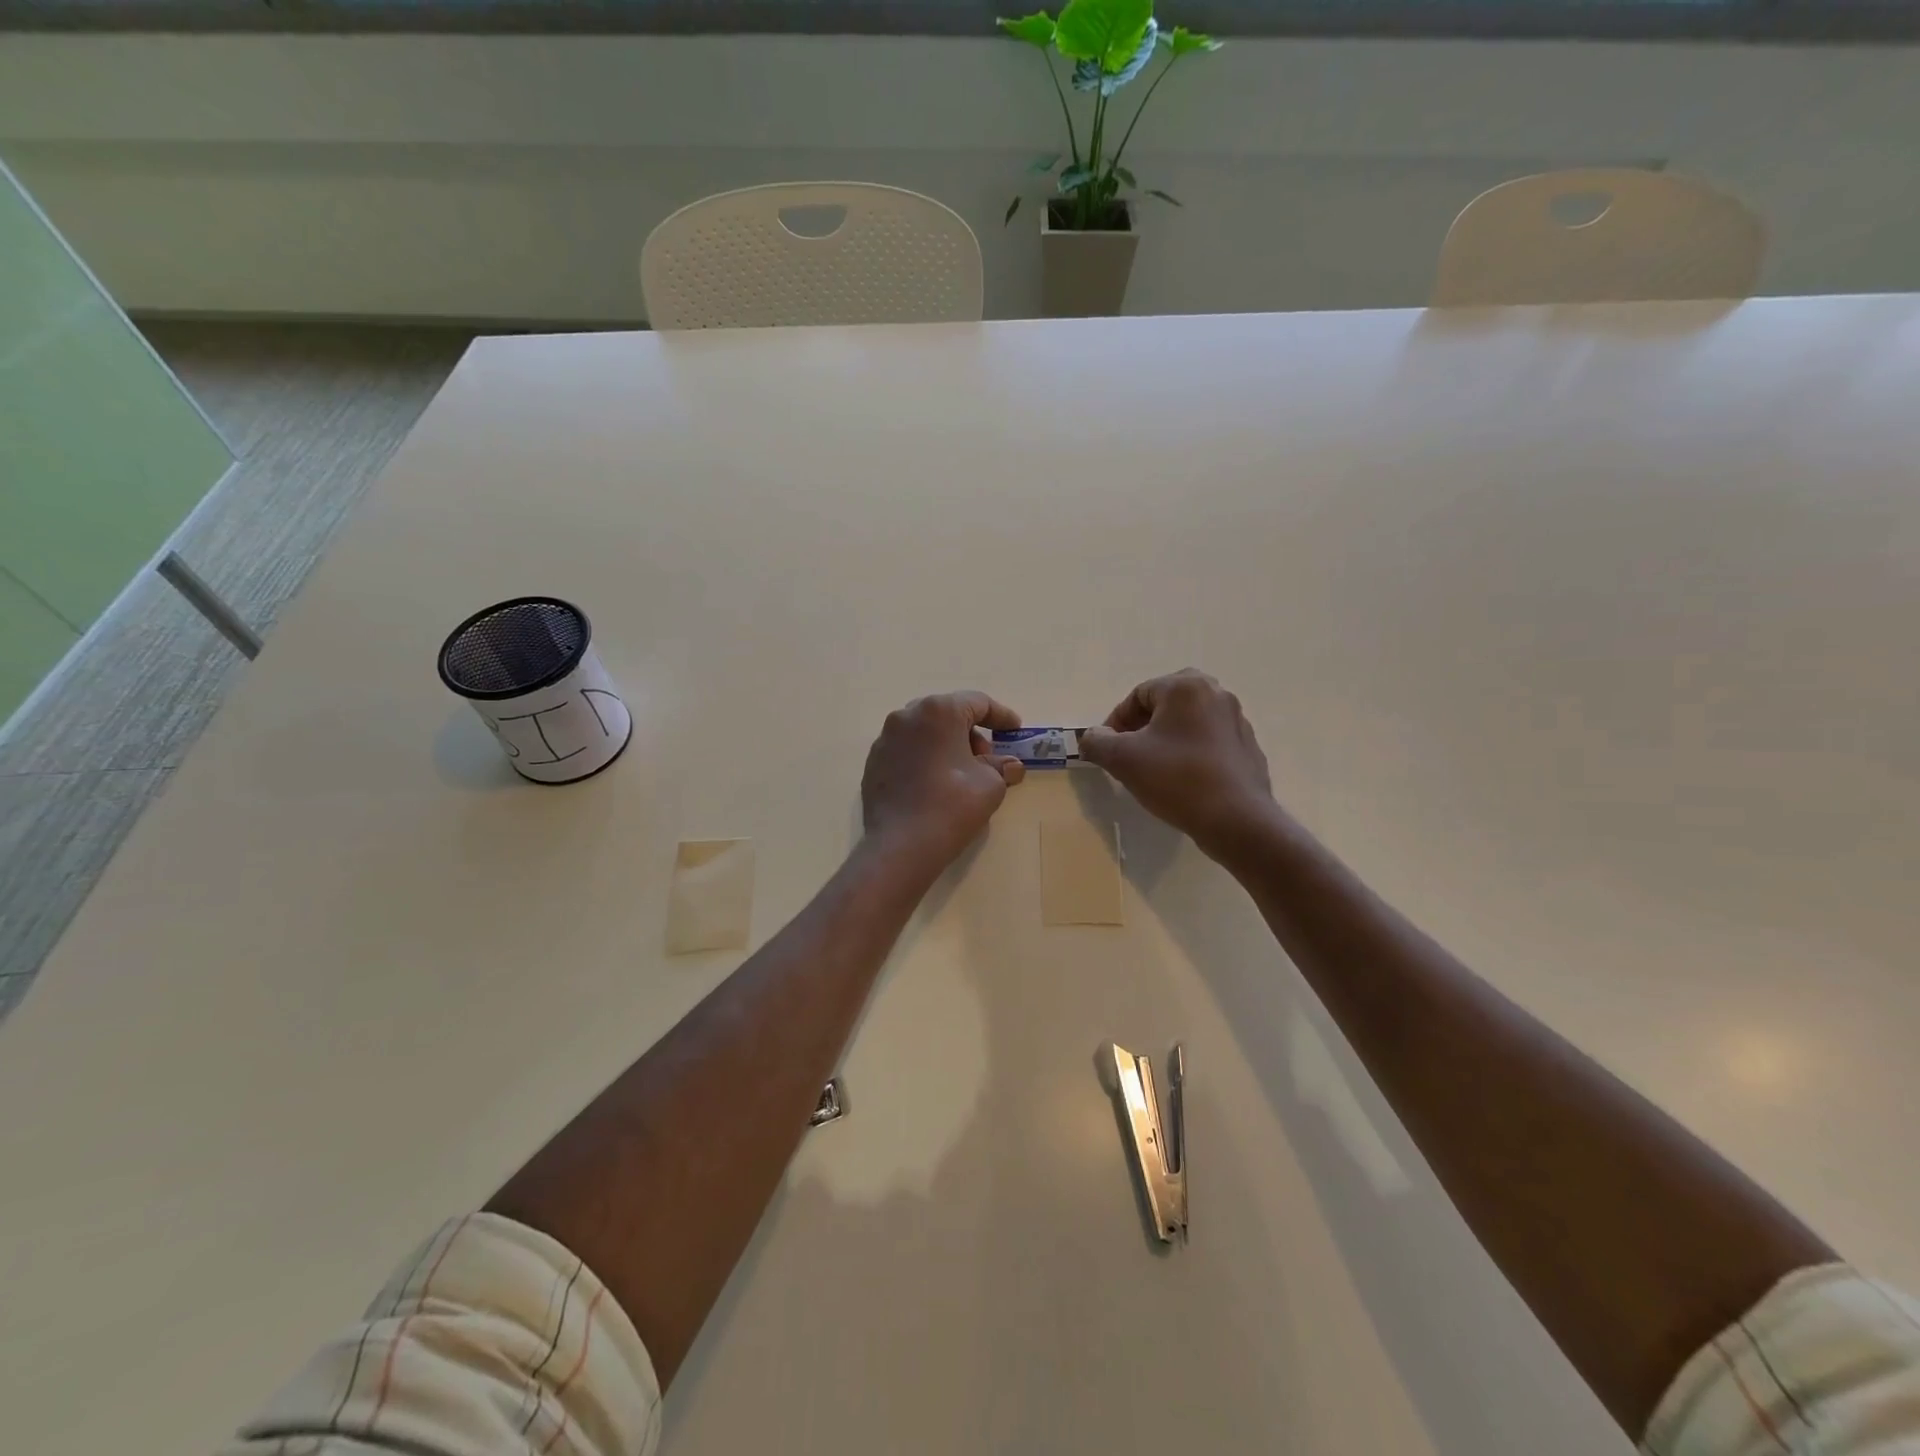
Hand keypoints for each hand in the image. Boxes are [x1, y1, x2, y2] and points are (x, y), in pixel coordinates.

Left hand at [861, 692, 1026, 875]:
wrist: (900, 845)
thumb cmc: (952, 806)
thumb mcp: (991, 785)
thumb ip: (1002, 767)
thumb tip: (1009, 765)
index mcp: (939, 711)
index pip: (977, 703)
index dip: (1001, 716)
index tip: (1015, 730)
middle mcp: (907, 716)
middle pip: (948, 714)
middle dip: (971, 732)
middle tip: (987, 758)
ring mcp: (885, 738)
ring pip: (925, 731)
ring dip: (947, 745)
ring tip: (962, 773)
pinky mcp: (874, 762)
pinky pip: (907, 750)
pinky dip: (925, 758)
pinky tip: (935, 784)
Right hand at [1079, 669, 1274, 861]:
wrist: (1236, 820)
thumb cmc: (1176, 779)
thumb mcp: (1123, 759)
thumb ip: (1097, 742)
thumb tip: (1091, 737)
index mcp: (1186, 687)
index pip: (1138, 695)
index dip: (1116, 721)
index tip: (1108, 749)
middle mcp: (1216, 694)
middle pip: (1166, 704)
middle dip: (1142, 727)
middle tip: (1129, 754)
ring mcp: (1237, 721)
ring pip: (1188, 723)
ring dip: (1166, 739)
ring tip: (1154, 770)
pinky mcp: (1248, 747)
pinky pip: (1209, 742)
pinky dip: (1190, 753)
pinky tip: (1183, 781)